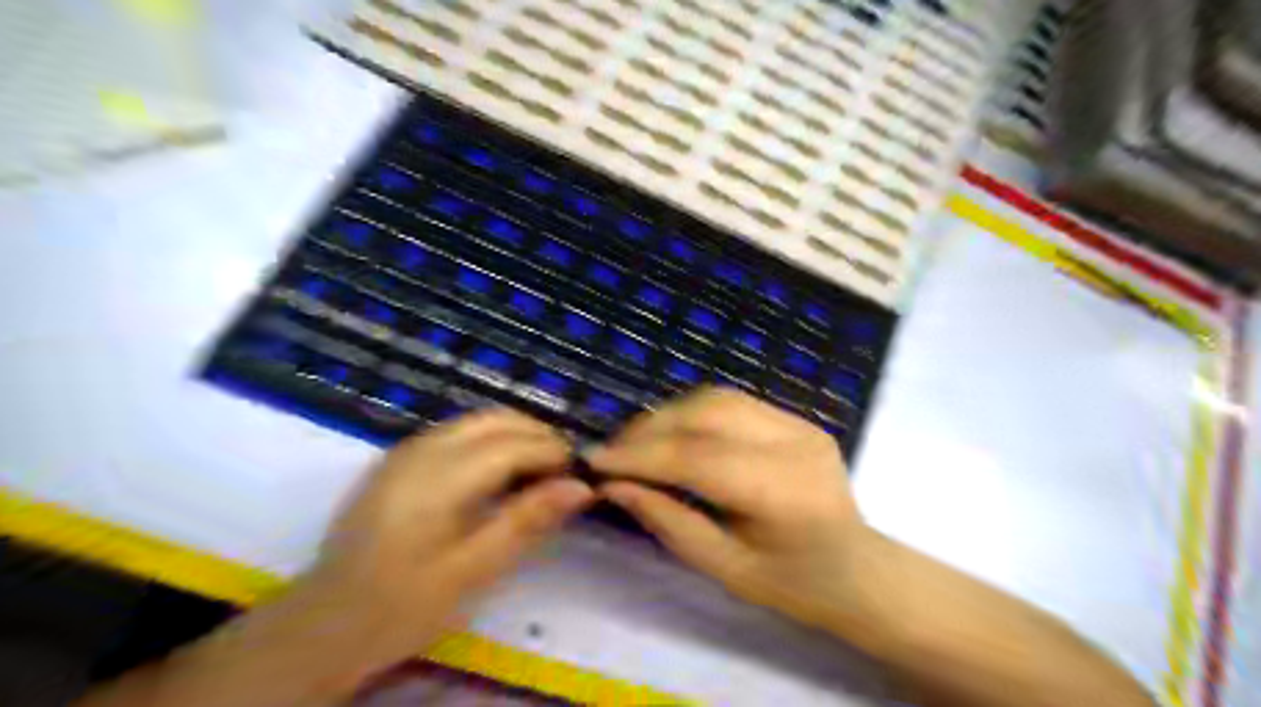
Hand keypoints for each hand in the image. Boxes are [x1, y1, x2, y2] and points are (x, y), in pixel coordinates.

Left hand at [306, 410, 597, 666]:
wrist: (324, 625)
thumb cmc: (402, 606)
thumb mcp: (473, 570)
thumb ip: (527, 521)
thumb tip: (581, 487)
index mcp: (439, 478)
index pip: (512, 444)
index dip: (552, 451)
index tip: (579, 474)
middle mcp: (422, 450)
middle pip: (495, 420)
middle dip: (537, 435)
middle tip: (563, 471)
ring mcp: (406, 450)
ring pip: (476, 421)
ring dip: (515, 435)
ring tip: (539, 471)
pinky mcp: (398, 460)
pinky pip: (457, 432)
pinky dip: (489, 440)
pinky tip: (499, 472)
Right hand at [586, 390, 873, 631]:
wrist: (858, 570)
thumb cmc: (791, 585)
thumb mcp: (722, 567)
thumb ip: (667, 520)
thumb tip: (612, 484)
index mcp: (781, 493)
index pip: (696, 457)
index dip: (639, 455)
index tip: (594, 461)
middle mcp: (794, 444)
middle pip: (704, 415)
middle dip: (648, 430)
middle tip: (611, 452)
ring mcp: (800, 423)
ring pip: (715, 398)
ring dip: (667, 415)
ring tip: (636, 442)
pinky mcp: (797, 417)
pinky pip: (731, 402)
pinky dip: (691, 412)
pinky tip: (672, 433)